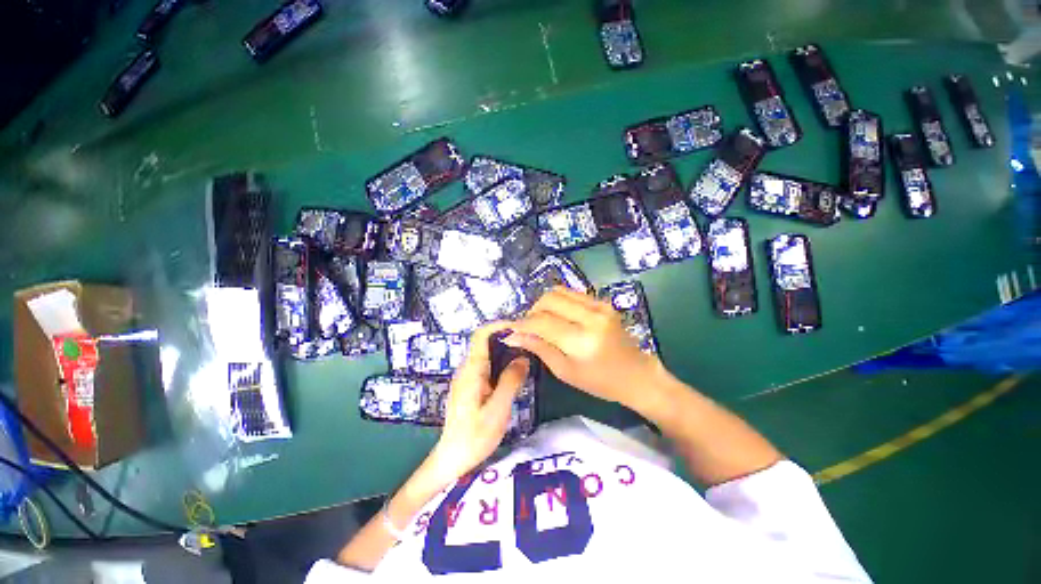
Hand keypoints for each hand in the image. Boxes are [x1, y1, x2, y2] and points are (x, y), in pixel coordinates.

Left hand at [423, 321, 529, 486]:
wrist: (451, 460)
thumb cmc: (474, 436)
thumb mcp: (498, 409)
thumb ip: (511, 381)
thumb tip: (523, 358)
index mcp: (471, 370)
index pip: (481, 335)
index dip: (499, 325)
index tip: (520, 327)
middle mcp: (467, 369)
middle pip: (485, 342)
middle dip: (506, 338)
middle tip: (529, 343)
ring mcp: (467, 378)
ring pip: (487, 354)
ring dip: (505, 351)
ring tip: (526, 356)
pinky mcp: (470, 387)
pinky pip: (487, 366)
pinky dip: (501, 363)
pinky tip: (514, 374)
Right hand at [506, 287, 661, 409]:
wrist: (637, 374)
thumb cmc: (600, 382)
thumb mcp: (565, 371)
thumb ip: (539, 348)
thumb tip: (512, 335)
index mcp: (581, 341)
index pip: (542, 323)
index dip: (522, 324)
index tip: (509, 328)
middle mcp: (591, 317)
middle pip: (549, 300)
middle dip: (533, 311)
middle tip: (529, 327)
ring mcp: (599, 306)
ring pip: (558, 291)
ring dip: (544, 304)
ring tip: (543, 320)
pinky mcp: (603, 302)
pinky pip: (572, 293)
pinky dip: (559, 301)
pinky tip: (559, 316)